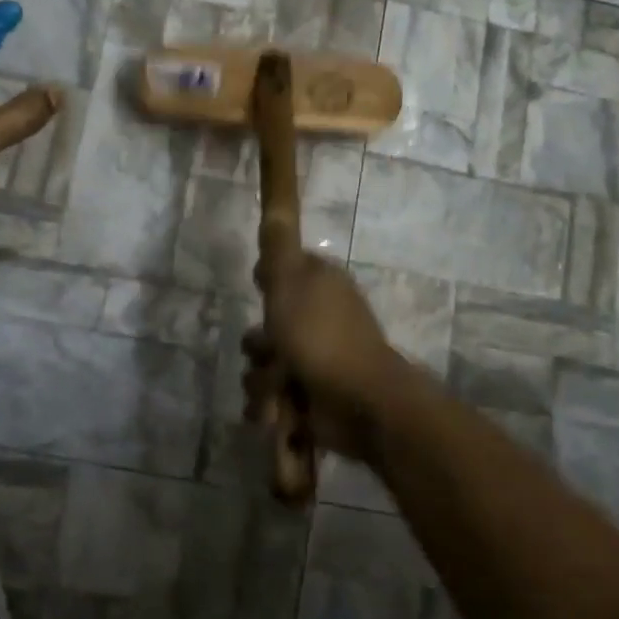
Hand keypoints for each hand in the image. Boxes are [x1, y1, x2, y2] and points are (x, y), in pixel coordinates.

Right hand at [243, 252, 408, 465]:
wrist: (360, 402)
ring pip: (267, 361)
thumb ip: (278, 247)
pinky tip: (275, 411)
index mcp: (320, 285)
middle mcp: (320, 317)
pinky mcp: (312, 394)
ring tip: (273, 390)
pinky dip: (271, 404)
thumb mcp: (289, 283)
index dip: (267, 282)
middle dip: (258, 344)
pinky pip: (275, 395)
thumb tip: (275, 207)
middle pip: (269, 322)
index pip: (284, 271)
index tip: (260, 289)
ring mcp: (318, 358)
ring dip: (261, 379)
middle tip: (263, 348)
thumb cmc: (321, 337)